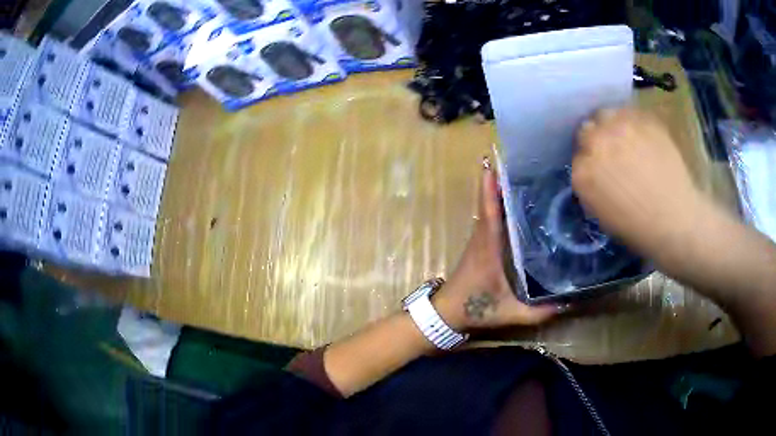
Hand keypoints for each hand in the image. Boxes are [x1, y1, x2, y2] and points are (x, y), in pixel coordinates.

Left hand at [433, 158, 559, 330]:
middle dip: (501, 180)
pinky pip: (488, 217)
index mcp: (488, 247)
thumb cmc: (475, 309)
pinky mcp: (479, 244)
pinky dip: (496, 203)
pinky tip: (513, 199)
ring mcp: (478, 239)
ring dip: (498, 189)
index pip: (490, 211)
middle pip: (489, 202)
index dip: (491, 187)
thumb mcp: (511, 313)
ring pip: (488, 208)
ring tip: (522, 173)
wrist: (447, 313)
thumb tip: (570, 302)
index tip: (495, 163)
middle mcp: (482, 237)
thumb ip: (540, 311)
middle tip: (521, 161)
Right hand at [572, 107, 708, 262]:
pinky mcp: (643, 119)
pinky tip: (643, 138)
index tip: (599, 170)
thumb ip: (590, 186)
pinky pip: (629, 112)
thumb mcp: (601, 215)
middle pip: (586, 129)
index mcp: (582, 173)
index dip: (589, 162)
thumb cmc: (638, 228)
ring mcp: (621, 127)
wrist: (676, 220)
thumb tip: (594, 171)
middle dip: (595, 140)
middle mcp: (597, 143)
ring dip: (610, 125)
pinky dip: (632, 122)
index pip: (577, 156)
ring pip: (605, 114)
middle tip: (610, 152)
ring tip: (625, 139)